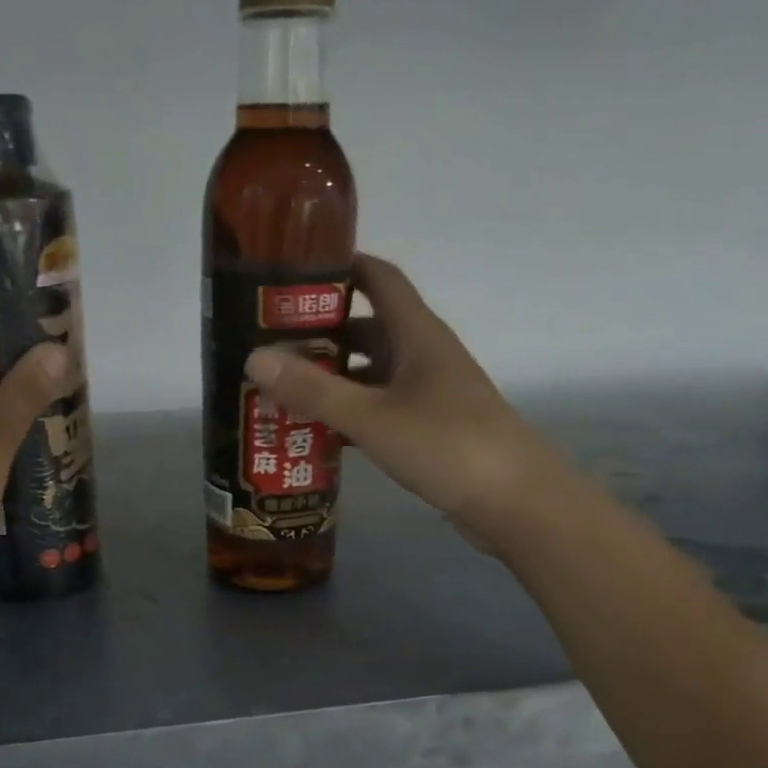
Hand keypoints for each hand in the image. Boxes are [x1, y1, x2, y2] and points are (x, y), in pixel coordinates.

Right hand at [244, 254, 561, 550]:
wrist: (513, 501)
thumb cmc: (445, 445)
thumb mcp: (371, 416)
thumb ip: (314, 390)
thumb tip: (254, 358)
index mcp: (416, 333)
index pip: (377, 277)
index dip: (339, 266)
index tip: (291, 274)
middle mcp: (424, 354)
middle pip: (368, 326)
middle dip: (321, 333)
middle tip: (270, 345)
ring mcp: (430, 393)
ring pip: (373, 372)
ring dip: (333, 378)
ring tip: (283, 390)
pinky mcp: (431, 428)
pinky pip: (381, 408)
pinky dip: (351, 413)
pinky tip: (318, 433)